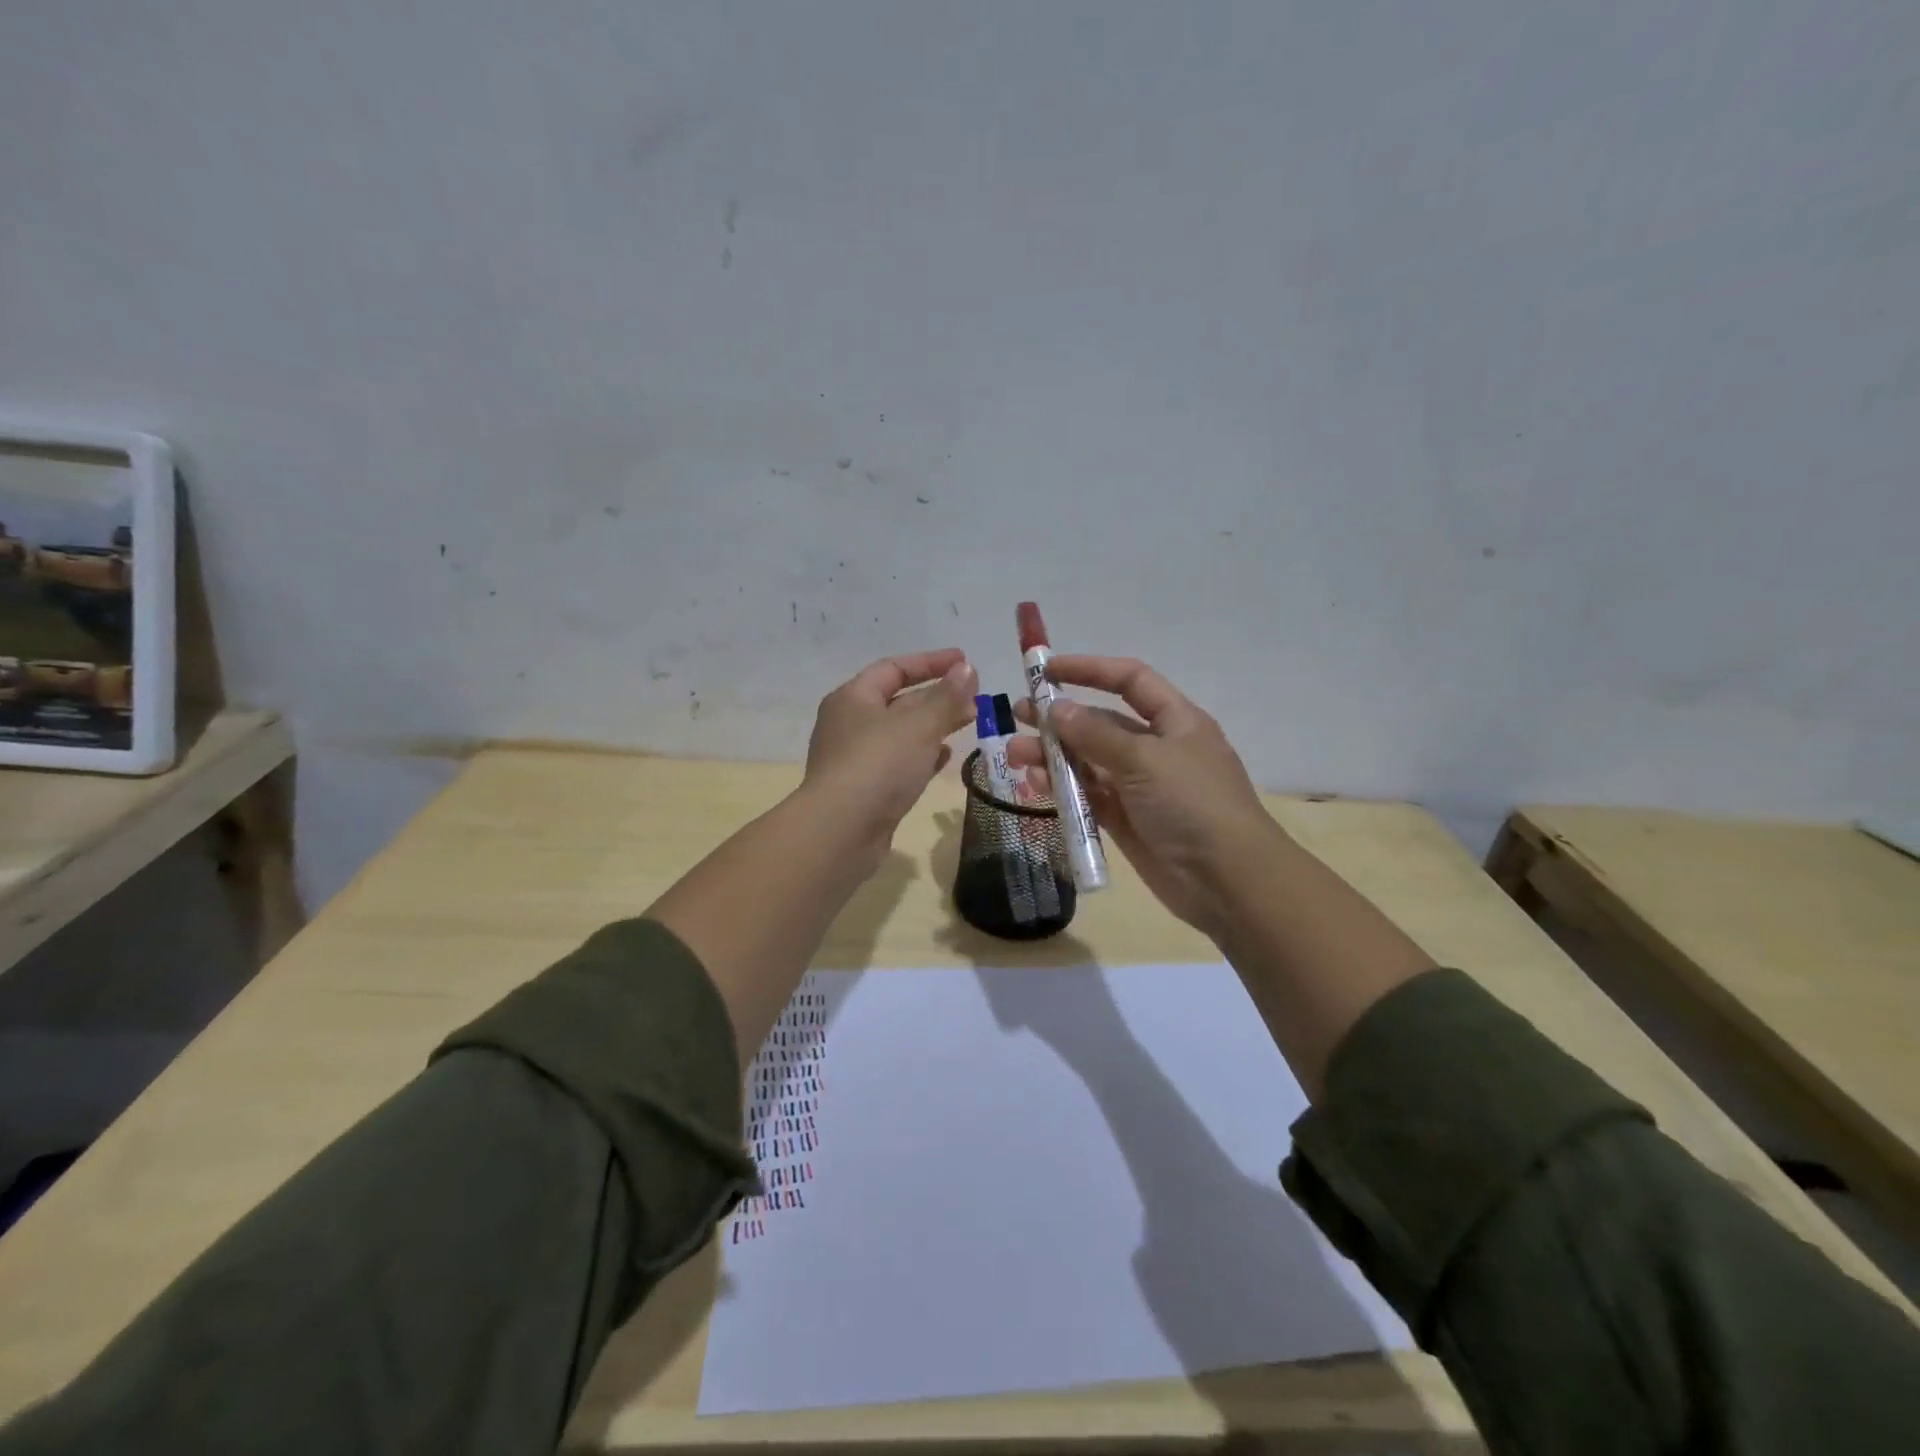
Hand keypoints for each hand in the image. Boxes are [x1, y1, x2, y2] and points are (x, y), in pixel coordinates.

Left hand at [804, 648, 977, 854]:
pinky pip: (898, 763)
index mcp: (853, 698)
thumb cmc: (878, 766)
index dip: (931, 662)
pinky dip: (923, 756)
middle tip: (975, 699)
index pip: (894, 668)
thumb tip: (967, 669)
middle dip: (938, 697)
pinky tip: (945, 758)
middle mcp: (850, 724)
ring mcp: (855, 759)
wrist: (841, 832)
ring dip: (934, 726)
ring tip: (968, 724)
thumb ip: (947, 697)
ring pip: (901, 734)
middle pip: (898, 701)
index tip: (965, 662)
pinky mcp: (865, 790)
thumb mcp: (919, 725)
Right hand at [1008, 655, 1279, 934]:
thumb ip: (1095, 734)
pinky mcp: (1126, 821)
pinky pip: (1087, 797)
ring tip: (1015, 757)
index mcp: (1175, 721)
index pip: (1130, 681)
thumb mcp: (1145, 759)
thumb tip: (1057, 708)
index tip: (1046, 671)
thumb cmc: (1192, 804)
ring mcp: (1140, 787)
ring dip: (1052, 757)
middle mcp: (1156, 749)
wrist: (1227, 882)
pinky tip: (1034, 786)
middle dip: (1060, 719)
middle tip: (1018, 716)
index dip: (1089, 670)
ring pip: (1088, 762)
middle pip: (1101, 723)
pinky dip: (1062, 790)